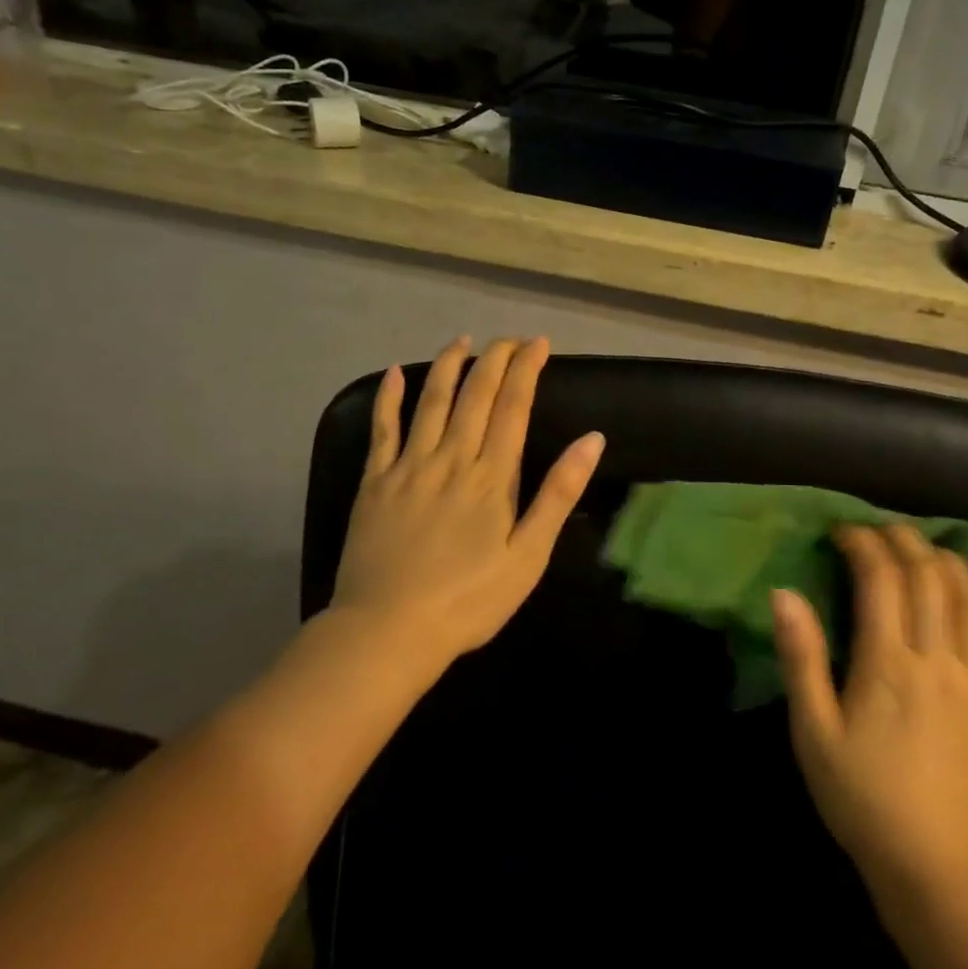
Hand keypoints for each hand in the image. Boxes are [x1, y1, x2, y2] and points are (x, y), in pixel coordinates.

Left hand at [329, 336, 604, 670]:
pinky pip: (382, 429)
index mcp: (492, 476)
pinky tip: (393, 373)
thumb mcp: (528, 556)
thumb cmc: (469, 600)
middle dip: (495, 359)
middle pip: (476, 395)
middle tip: (510, 338)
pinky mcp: (375, 481)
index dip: (527, 370)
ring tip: (462, 341)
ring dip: (449, 366)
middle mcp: (452, 458)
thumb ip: (557, 494)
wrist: (389, 629)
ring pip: (432, 401)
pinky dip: (388, 398)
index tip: (539, 344)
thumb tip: (592, 440)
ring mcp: (409, 466)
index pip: (514, 407)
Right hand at [772, 523, 967, 905]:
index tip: (843, 531)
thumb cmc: (860, 797)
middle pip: (928, 578)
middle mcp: (938, 660)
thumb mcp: (812, 730)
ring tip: (931, 547)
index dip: (863, 544)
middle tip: (882, 530)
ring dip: (952, 563)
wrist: (933, 866)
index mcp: (888, 664)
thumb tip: (784, 593)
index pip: (880, 579)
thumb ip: (802, 658)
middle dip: (904, 541)